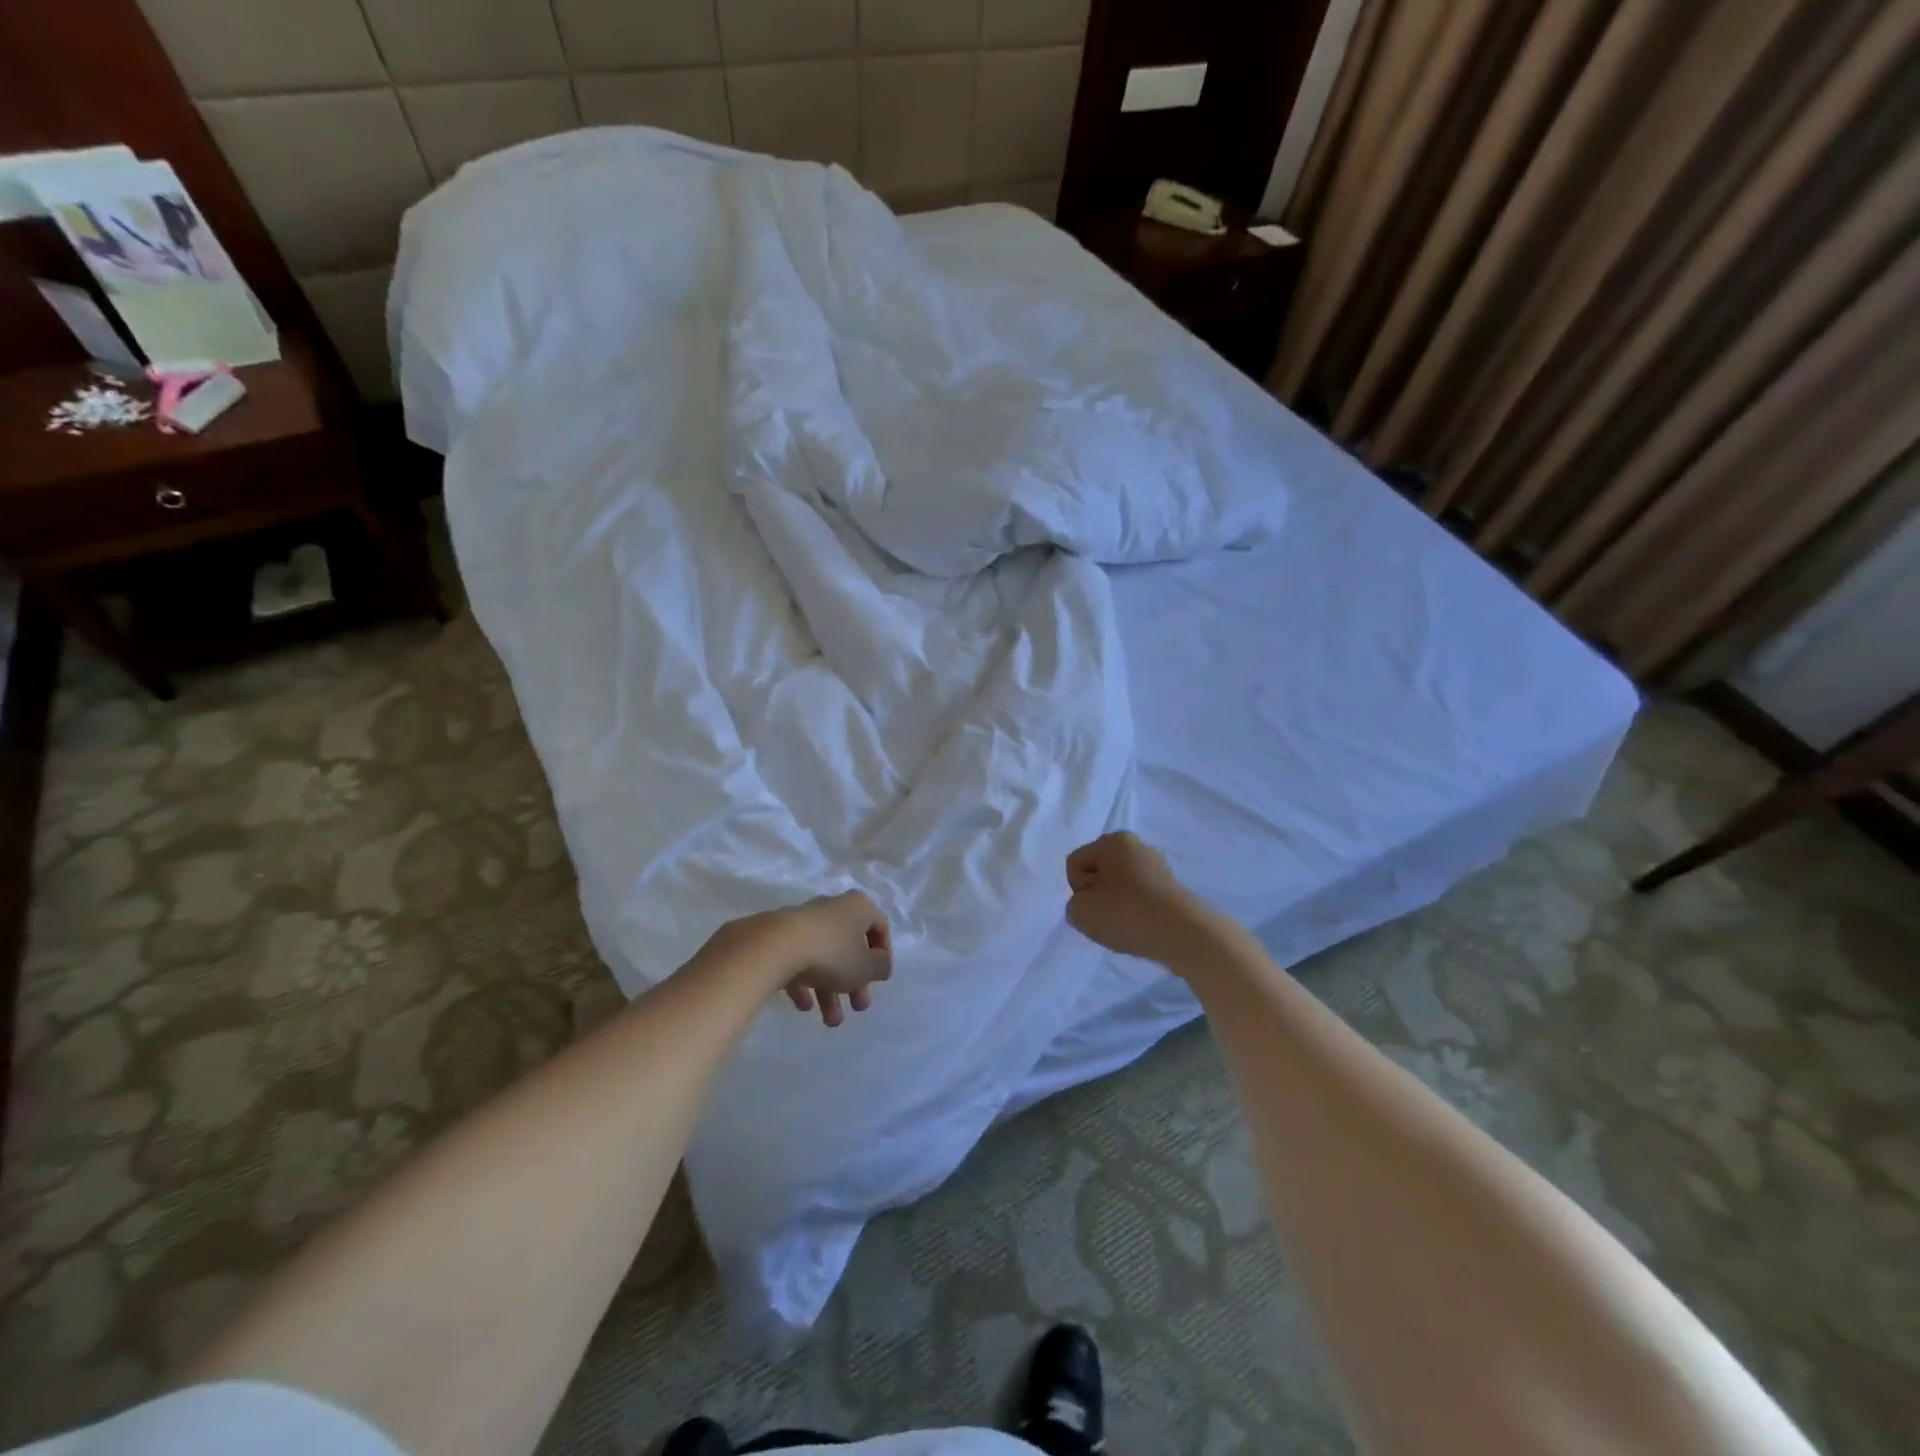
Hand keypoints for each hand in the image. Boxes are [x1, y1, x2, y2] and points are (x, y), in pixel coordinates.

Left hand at [779, 891, 892, 1027]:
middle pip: (850, 946)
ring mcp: (804, 922)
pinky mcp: (780, 938)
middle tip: (859, 1007)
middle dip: (856, 982)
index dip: (883, 954)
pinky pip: (799, 961)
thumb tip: (880, 964)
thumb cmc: (832, 953)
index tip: (880, 979)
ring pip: (825, 957)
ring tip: (830, 1021)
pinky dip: (805, 983)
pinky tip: (804, 1006)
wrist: (776, 947)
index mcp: (858, 907)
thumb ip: (880, 966)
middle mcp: (833, 909)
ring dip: (831, 991)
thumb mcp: (867, 966)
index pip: (879, 926)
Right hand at [1065, 832, 1208, 964]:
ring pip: (1119, 889)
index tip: (1094, 905)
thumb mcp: (1080, 911)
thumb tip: (1092, 905)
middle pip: (1099, 874)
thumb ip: (1074, 904)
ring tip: (1128, 927)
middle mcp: (1137, 846)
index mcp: (1114, 841)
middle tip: (1109, 917)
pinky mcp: (1172, 890)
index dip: (1078, 889)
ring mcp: (1158, 868)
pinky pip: (1140, 900)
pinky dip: (1136, 915)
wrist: (1184, 935)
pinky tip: (1143, 929)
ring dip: (1117, 908)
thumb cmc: (1127, 914)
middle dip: (1098, 897)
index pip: (1076, 863)